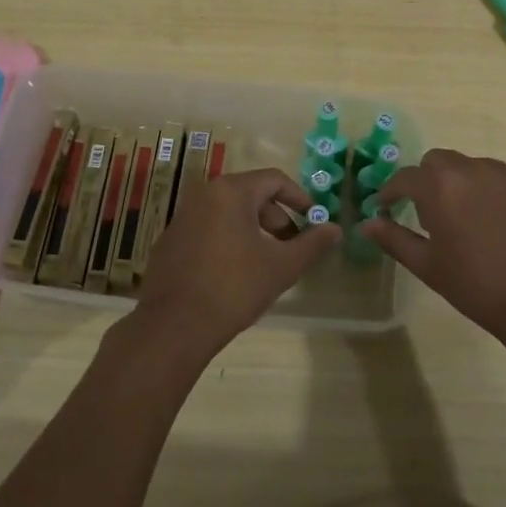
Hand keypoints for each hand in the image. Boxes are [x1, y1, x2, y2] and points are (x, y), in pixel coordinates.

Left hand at [133, 169, 340, 356]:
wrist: (173, 327)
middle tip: (292, 245)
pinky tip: (235, 272)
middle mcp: (204, 194)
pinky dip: (229, 239)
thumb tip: (335, 229)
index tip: (313, 219)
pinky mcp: (170, 240)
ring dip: (254, 229)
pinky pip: (209, 228)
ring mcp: (182, 216)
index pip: (274, 179)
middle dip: (277, 217)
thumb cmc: (233, 288)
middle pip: (251, 193)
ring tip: (267, 260)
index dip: (299, 197)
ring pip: (228, 211)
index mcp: (231, 191)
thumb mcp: (282, 267)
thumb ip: (312, 244)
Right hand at [359, 149, 505, 346]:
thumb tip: (367, 224)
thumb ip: (394, 239)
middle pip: (441, 162)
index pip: (406, 177)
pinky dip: (504, 193)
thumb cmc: (479, 288)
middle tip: (435, 214)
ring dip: (469, 186)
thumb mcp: (429, 267)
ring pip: (478, 168)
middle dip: (431, 182)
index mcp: (441, 187)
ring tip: (478, 222)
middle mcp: (475, 168)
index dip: (392, 192)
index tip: (388, 206)